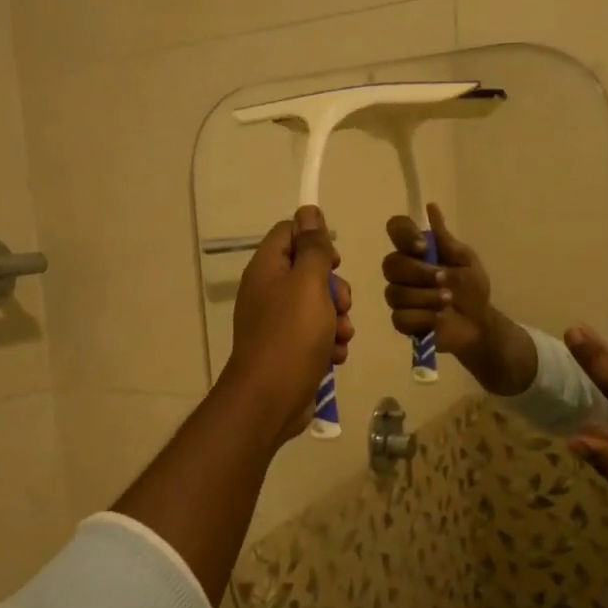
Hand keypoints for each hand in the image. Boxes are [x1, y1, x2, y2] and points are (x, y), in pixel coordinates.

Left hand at [225, 206, 354, 443]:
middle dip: (335, 288)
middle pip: (309, 273)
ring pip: (319, 307)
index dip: (315, 241)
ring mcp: (278, 324)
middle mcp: (269, 292)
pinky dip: (329, 344)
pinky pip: (317, 336)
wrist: (272, 397)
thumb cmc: (292, 334)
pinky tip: (334, 357)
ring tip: (339, 337)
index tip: (333, 260)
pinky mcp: (290, 351)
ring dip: (338, 319)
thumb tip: (308, 210)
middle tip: (341, 304)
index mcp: (267, 269)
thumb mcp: (309, 283)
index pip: (289, 234)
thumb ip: (313, 247)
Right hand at [381, 204, 534, 394]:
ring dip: (426, 297)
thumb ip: (445, 239)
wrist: (479, 323)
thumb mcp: (465, 260)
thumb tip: (431, 207)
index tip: (423, 247)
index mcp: (416, 252)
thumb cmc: (472, 289)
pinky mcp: (402, 322)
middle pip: (391, 264)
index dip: (404, 235)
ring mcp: (400, 298)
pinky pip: (400, 318)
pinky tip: (438, 319)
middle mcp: (403, 272)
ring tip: (447, 302)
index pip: (396, 229)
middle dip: (419, 273)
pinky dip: (423, 318)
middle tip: (444, 280)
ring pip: (396, 293)